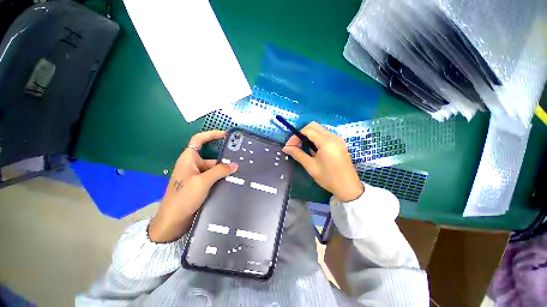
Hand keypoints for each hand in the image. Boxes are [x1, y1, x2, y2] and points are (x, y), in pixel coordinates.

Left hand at [148, 131, 237, 242]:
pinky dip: (221, 177)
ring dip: (224, 170)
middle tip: (239, 160)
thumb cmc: (184, 197)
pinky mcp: (200, 184)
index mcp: (189, 158)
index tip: (225, 135)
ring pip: (213, 168)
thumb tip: (235, 165)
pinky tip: (231, 181)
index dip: (211, 134)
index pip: (199, 140)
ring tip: (239, 172)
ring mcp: (196, 175)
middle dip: (224, 158)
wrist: (174, 220)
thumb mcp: (203, 181)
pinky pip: (213, 177)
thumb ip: (220, 171)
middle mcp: (192, 164)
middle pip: (211, 156)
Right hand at [282, 122, 363, 201]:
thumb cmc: (328, 178)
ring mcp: (337, 139)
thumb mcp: (310, 166)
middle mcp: (333, 136)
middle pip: (313, 126)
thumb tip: (285, 148)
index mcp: (326, 141)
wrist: (348, 187)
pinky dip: (316, 138)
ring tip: (302, 147)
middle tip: (295, 145)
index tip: (289, 146)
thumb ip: (298, 154)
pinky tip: (312, 149)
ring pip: (319, 129)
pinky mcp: (339, 143)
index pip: (307, 130)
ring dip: (308, 135)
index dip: (296, 136)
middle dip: (301, 133)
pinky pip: (325, 135)